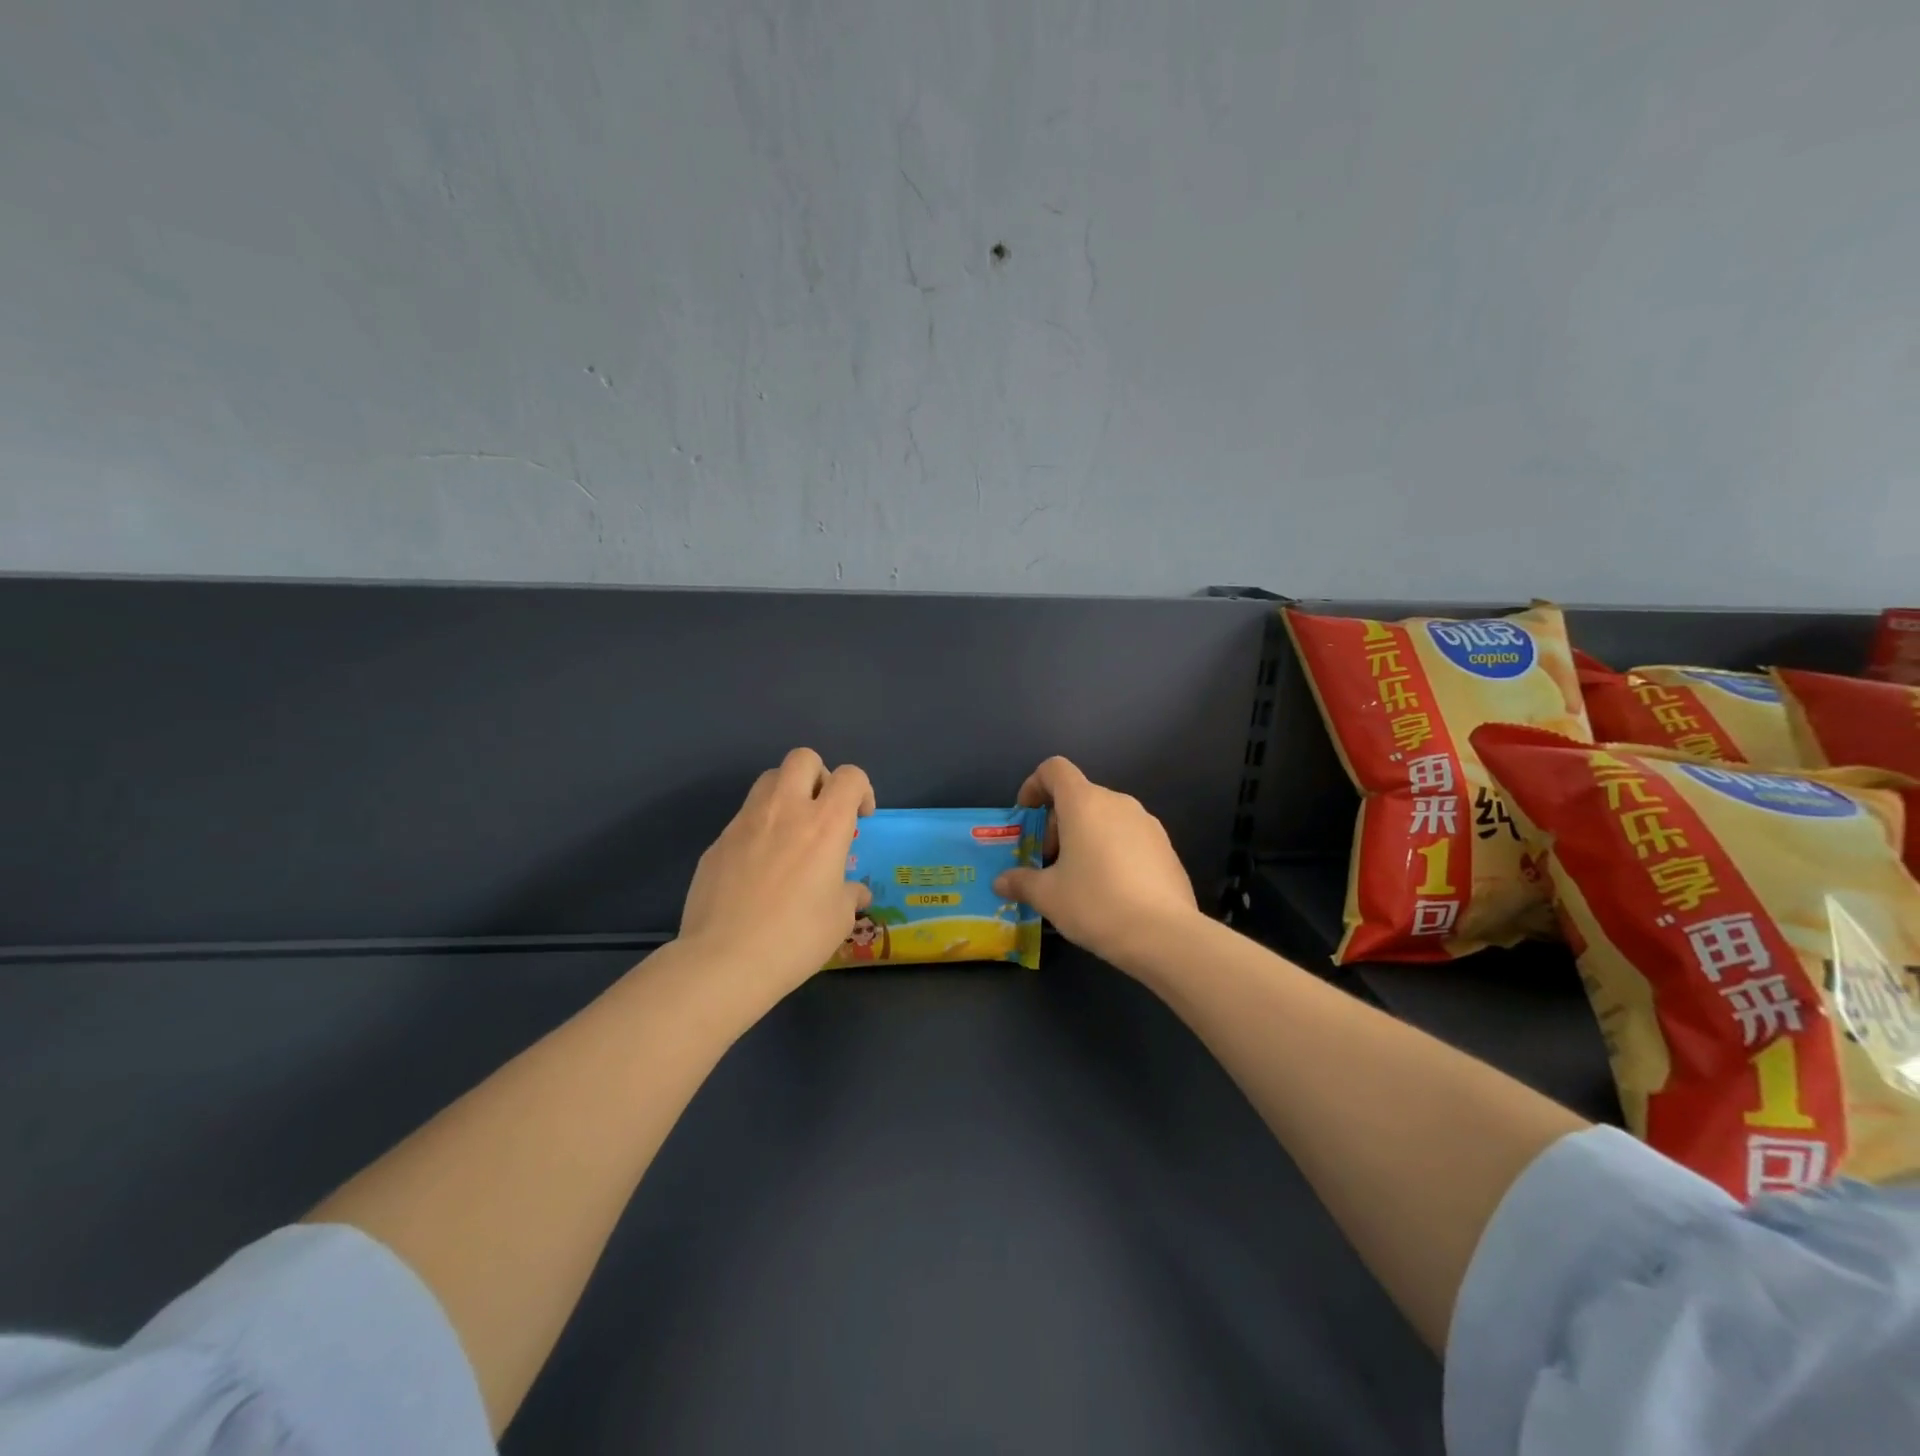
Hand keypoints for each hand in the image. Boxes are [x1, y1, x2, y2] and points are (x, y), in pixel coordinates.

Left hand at [679, 748, 873, 997]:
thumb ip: (849, 894)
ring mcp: (745, 822)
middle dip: (819, 775)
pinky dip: (759, 828)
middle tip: (822, 810)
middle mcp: (785, 810)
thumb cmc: (795, 938)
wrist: (724, 960)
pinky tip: (758, 868)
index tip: (861, 817)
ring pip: (768, 780)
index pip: (850, 776)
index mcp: (824, 824)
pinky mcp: (717, 842)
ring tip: (790, 833)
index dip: (862, 789)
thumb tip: (855, 891)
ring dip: (786, 794)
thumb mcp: (838, 919)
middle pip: (803, 758)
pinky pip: (743, 818)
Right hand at [992, 756, 1199, 966]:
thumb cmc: (1096, 903)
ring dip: (1084, 837)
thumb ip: (1021, 882)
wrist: (1165, 935)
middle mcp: (1118, 802)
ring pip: (1105, 817)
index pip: (1055, 769)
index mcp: (1084, 803)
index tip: (1026, 815)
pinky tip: (1110, 889)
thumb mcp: (1048, 896)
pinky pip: (1129, 837)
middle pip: (1079, 796)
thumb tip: (1001, 882)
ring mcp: (1147, 823)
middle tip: (1048, 862)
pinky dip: (1111, 850)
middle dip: (1057, 823)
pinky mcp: (1166, 847)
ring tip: (1078, 878)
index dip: (1034, 785)